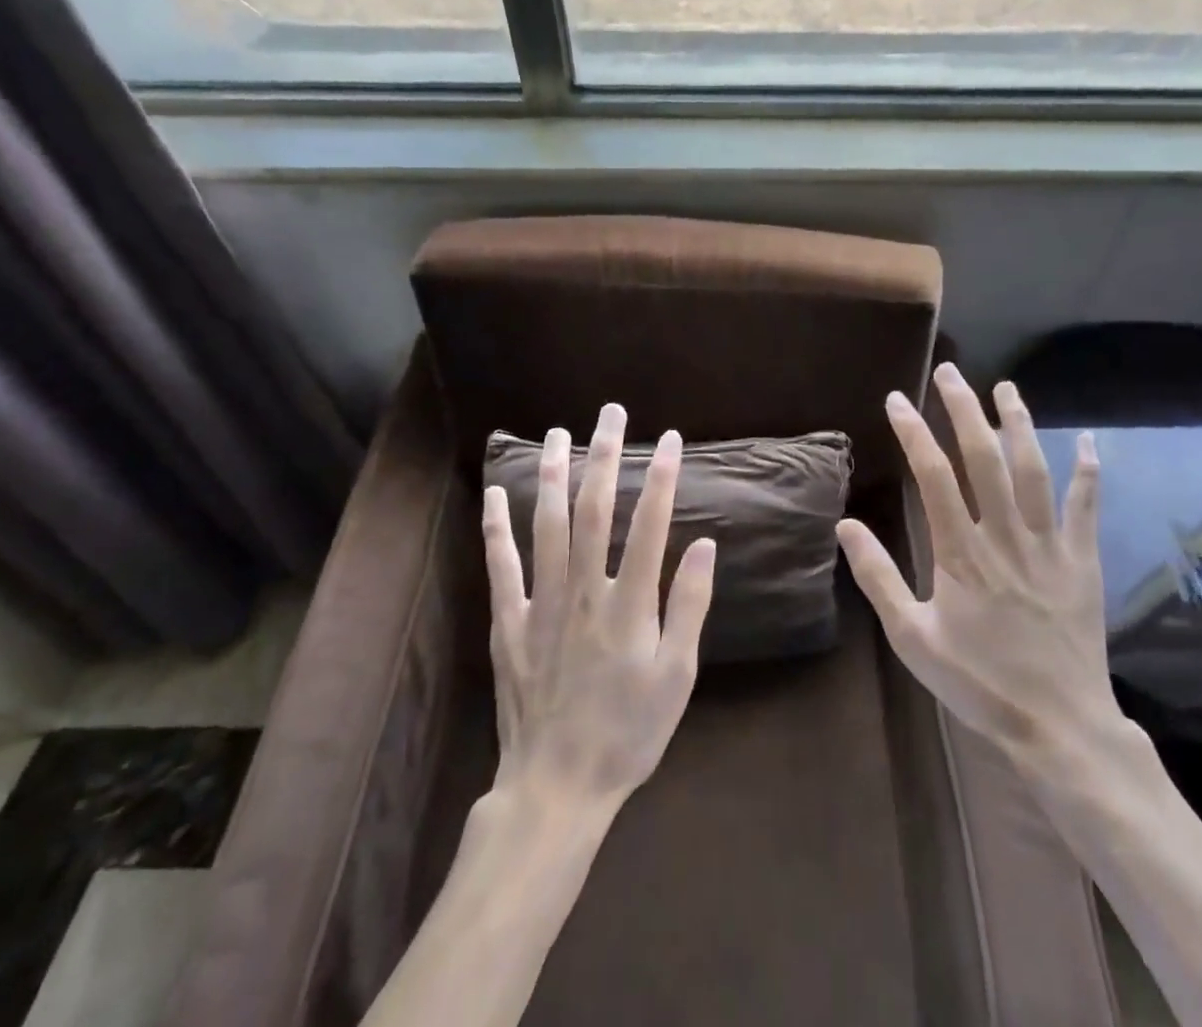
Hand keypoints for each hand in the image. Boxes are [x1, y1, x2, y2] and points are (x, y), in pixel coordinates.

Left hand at [482, 404, 716, 810]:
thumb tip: (704, 546)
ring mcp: (541, 605)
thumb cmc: (628, 733)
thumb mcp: (677, 677)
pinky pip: (500, 567)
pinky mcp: (508, 624)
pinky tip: (496, 494)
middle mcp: (584, 591)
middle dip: (604, 456)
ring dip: (553, 475)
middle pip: (593, 510)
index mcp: (629, 605)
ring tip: (558, 432)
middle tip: (610, 413)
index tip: (669, 439)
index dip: (661, 477)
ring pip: (546, 526)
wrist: (557, 788)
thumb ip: (689, 607)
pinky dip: (497, 528)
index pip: (650, 525)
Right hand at [837, 364, 1135, 782]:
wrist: (1059, 727)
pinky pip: (1086, 508)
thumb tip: (845, 526)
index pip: (934, 476)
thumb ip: (878, 579)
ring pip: (1034, 471)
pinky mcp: (1082, 563)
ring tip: (1005, 387)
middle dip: (965, 410)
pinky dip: (1088, 472)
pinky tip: (1089, 441)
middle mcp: (1005, 537)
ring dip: (1019, 424)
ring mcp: (1049, 547)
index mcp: (961, 554)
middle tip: (950, 372)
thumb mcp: (912, 639)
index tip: (897, 399)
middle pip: (984, 459)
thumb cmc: (979, 683)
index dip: (914, 433)